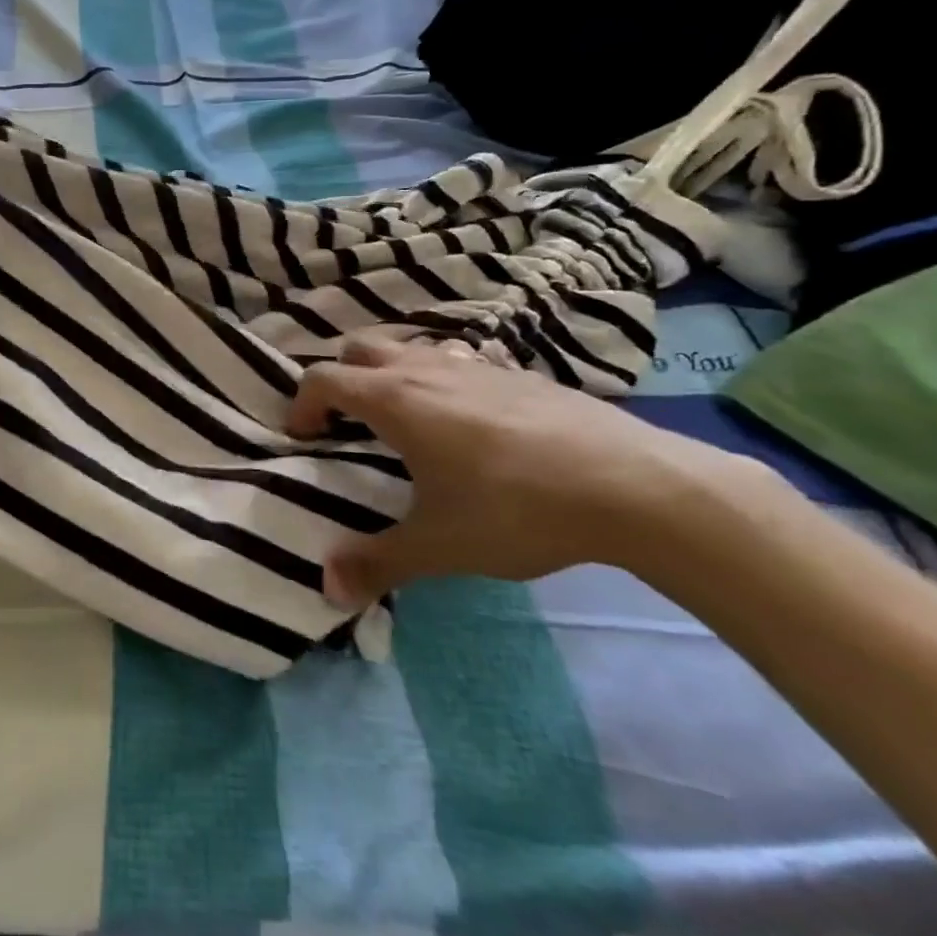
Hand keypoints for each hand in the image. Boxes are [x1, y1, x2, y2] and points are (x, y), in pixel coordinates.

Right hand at [287, 334, 765, 606]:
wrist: (634, 486)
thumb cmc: (517, 509)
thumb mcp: (439, 546)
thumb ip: (378, 563)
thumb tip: (327, 588)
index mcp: (395, 400)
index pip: (323, 378)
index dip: (302, 404)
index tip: (305, 438)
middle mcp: (427, 370)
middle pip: (362, 347)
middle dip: (343, 376)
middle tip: (348, 421)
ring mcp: (476, 365)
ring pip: (413, 348)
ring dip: (393, 373)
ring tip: (406, 421)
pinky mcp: (519, 374)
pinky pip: (460, 361)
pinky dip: (443, 379)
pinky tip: (469, 423)